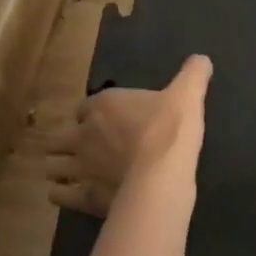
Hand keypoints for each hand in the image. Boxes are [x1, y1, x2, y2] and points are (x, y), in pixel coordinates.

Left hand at [49, 56, 211, 216]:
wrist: (163, 173)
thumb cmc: (170, 128)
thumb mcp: (188, 93)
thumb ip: (193, 74)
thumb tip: (202, 59)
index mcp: (103, 106)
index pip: (84, 106)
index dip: (91, 113)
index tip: (103, 119)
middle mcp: (84, 134)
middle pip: (58, 137)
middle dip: (65, 141)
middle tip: (83, 147)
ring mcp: (80, 168)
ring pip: (53, 167)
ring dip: (60, 168)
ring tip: (72, 173)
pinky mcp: (83, 197)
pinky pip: (59, 195)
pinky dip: (63, 194)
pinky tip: (74, 194)